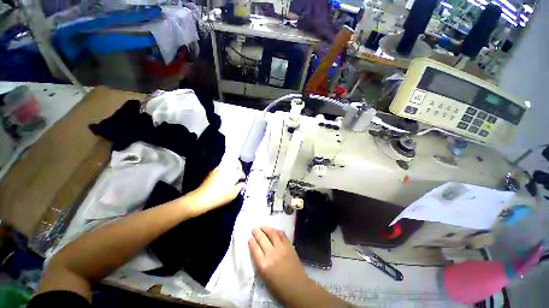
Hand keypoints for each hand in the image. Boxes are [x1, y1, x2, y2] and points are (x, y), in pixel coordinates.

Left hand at [185, 160, 244, 216]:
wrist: (203, 198)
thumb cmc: (220, 196)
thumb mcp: (234, 193)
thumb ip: (240, 187)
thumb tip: (243, 184)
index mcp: (232, 173)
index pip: (240, 171)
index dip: (242, 175)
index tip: (243, 178)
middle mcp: (225, 169)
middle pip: (232, 161)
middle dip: (236, 165)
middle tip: (237, 172)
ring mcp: (217, 170)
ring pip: (225, 164)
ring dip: (229, 168)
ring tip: (230, 176)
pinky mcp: (211, 173)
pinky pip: (219, 169)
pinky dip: (223, 171)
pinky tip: (223, 179)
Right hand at [249, 227, 309, 301]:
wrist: (297, 287)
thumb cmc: (278, 287)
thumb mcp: (263, 277)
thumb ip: (258, 262)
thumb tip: (256, 249)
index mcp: (263, 265)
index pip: (255, 248)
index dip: (251, 241)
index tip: (249, 237)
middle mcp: (271, 254)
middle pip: (262, 238)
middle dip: (256, 232)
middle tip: (254, 229)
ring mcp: (281, 248)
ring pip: (272, 233)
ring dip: (266, 228)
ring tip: (262, 227)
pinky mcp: (289, 245)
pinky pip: (282, 234)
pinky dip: (277, 230)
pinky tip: (274, 230)